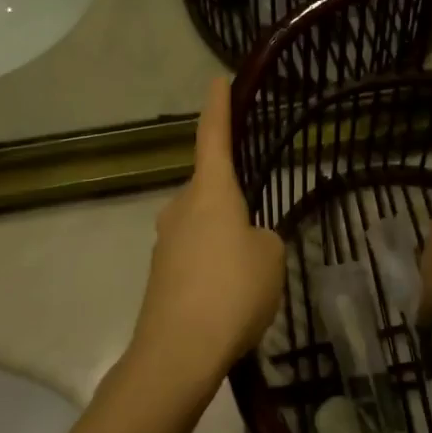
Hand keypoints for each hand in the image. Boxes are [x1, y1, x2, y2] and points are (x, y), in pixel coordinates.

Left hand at [133, 77, 285, 386]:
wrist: (178, 352)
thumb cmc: (232, 291)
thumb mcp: (271, 258)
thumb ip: (264, 239)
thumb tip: (248, 240)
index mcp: (210, 192)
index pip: (214, 137)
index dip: (218, 107)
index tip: (217, 80)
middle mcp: (181, 208)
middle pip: (210, 190)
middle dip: (233, 203)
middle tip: (259, 233)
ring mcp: (165, 242)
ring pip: (203, 227)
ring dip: (224, 240)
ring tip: (250, 279)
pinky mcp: (160, 275)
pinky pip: (195, 257)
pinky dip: (213, 268)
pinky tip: (228, 299)